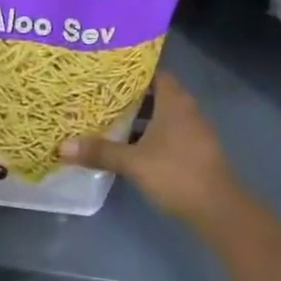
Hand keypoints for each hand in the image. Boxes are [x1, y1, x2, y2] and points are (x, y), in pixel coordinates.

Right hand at [57, 72, 240, 226]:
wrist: (218, 209)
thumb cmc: (176, 174)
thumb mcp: (133, 163)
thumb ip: (100, 152)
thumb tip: (62, 146)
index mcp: (174, 101)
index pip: (154, 72)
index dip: (133, 71)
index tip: (108, 72)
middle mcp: (186, 109)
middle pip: (157, 93)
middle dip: (131, 95)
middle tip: (102, 95)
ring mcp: (194, 130)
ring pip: (163, 114)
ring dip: (141, 117)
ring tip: (110, 118)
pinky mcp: (195, 150)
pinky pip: (169, 132)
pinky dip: (151, 134)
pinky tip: (131, 146)